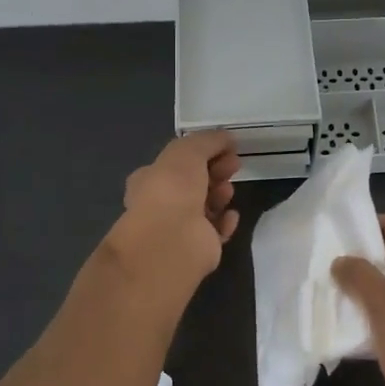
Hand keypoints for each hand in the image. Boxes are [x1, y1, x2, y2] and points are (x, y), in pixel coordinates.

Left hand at [109, 131, 241, 284]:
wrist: (173, 240)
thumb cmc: (173, 189)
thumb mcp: (188, 150)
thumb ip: (208, 140)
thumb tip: (227, 138)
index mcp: (150, 179)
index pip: (177, 162)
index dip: (202, 152)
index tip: (226, 147)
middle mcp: (162, 204)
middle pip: (194, 183)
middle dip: (215, 171)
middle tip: (234, 165)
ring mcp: (179, 228)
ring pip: (206, 206)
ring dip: (220, 194)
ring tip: (227, 191)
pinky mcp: (197, 248)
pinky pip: (216, 230)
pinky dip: (225, 221)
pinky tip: (230, 215)